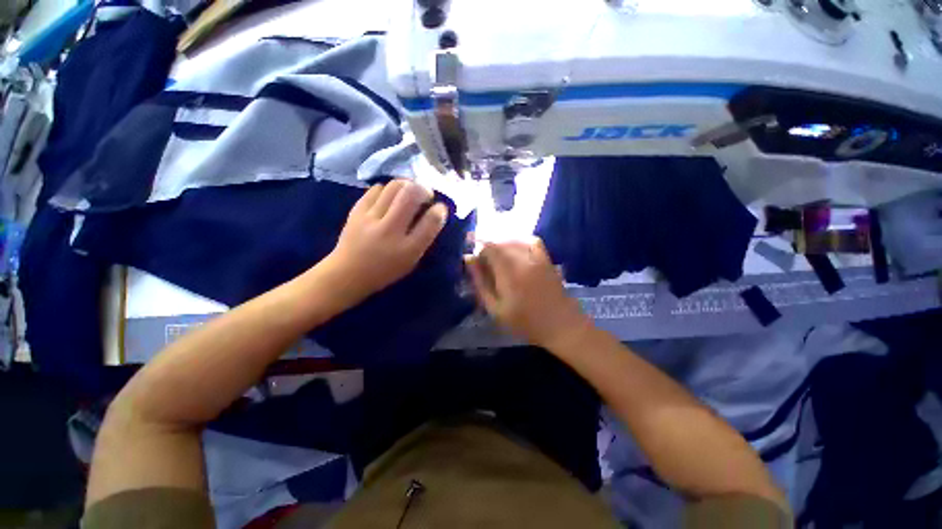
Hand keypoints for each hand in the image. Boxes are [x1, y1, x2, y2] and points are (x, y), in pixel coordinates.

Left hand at [322, 180, 447, 304]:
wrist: (347, 273)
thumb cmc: (385, 270)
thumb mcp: (411, 261)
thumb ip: (423, 239)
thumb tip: (434, 213)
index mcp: (407, 249)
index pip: (430, 222)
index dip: (440, 210)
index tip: (441, 208)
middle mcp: (390, 231)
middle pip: (410, 195)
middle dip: (423, 189)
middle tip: (426, 194)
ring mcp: (370, 218)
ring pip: (394, 187)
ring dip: (407, 184)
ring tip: (410, 191)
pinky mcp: (356, 211)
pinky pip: (376, 189)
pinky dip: (388, 189)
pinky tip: (390, 196)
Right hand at [465, 239, 592, 350]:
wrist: (561, 326)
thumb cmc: (525, 322)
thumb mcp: (495, 309)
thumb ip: (480, 283)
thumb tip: (468, 260)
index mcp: (508, 272)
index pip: (489, 247)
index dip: (478, 251)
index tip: (475, 263)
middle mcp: (522, 259)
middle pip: (500, 242)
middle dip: (488, 248)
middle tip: (485, 263)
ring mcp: (537, 258)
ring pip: (515, 240)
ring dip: (502, 244)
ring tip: (497, 257)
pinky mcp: (547, 259)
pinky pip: (533, 241)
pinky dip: (521, 241)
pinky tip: (516, 250)